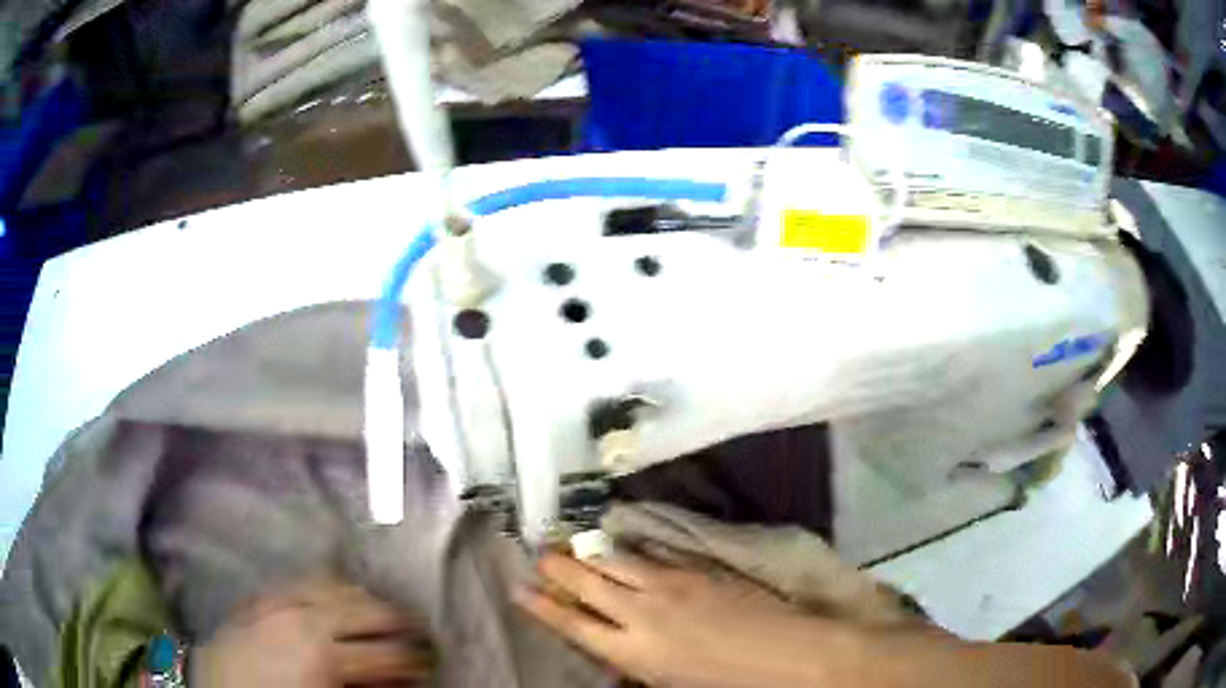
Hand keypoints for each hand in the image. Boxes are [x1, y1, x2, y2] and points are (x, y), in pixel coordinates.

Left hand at [192, 578, 431, 687]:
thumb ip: (365, 687)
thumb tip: (399, 678)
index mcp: (323, 654)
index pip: (387, 653)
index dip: (414, 660)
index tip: (427, 663)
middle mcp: (305, 617)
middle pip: (367, 609)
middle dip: (398, 621)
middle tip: (416, 632)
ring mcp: (280, 599)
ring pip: (338, 585)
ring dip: (365, 598)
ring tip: (382, 611)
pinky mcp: (262, 594)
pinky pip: (305, 579)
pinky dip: (330, 585)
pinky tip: (339, 592)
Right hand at [516, 552, 851, 687]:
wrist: (785, 652)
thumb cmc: (726, 682)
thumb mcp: (668, 683)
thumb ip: (634, 661)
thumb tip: (612, 647)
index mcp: (632, 650)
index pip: (573, 623)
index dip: (542, 605)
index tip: (519, 588)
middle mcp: (641, 612)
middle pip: (586, 582)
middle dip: (557, 567)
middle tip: (539, 555)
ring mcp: (669, 584)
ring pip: (615, 561)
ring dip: (589, 553)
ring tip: (570, 545)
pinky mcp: (694, 569)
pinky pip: (650, 555)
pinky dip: (629, 551)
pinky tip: (621, 545)